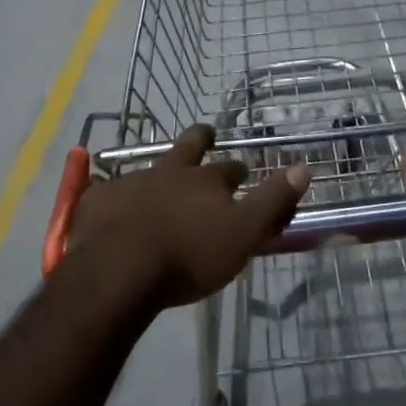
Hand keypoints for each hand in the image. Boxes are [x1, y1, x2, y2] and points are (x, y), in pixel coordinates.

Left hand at [64, 125, 310, 309]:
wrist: (118, 270)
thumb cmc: (188, 257)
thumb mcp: (242, 235)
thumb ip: (272, 202)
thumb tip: (304, 167)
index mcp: (206, 180)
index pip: (230, 168)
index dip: (237, 170)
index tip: (242, 173)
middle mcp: (170, 171)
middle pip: (189, 145)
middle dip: (201, 139)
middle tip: (206, 135)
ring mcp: (132, 181)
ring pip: (150, 167)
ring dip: (159, 172)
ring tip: (159, 181)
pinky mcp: (100, 198)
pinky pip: (110, 190)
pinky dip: (117, 195)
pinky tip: (114, 207)